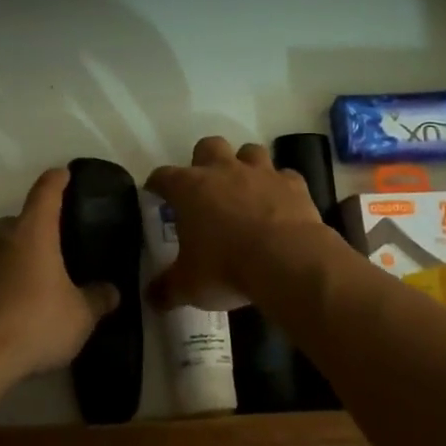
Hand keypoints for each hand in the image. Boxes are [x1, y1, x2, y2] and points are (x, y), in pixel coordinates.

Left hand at [0, 168, 120, 382]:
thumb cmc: (35, 322)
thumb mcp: (80, 315)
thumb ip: (98, 299)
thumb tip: (111, 291)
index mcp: (33, 230)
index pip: (46, 191)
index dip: (57, 180)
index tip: (65, 174)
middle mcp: (2, 237)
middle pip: (22, 218)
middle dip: (40, 225)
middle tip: (61, 241)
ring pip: (5, 245)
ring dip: (21, 253)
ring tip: (44, 273)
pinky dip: (8, 276)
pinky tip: (23, 299)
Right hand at [146, 137, 327, 310]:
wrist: (287, 262)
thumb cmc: (226, 268)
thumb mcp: (188, 286)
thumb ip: (167, 289)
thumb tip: (152, 299)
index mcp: (189, 188)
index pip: (163, 176)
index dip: (157, 185)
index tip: (155, 195)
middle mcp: (223, 171)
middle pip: (208, 146)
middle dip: (204, 161)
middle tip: (205, 188)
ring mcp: (261, 173)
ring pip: (250, 151)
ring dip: (245, 165)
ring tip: (245, 189)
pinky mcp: (293, 184)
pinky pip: (285, 177)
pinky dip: (280, 187)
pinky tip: (280, 204)